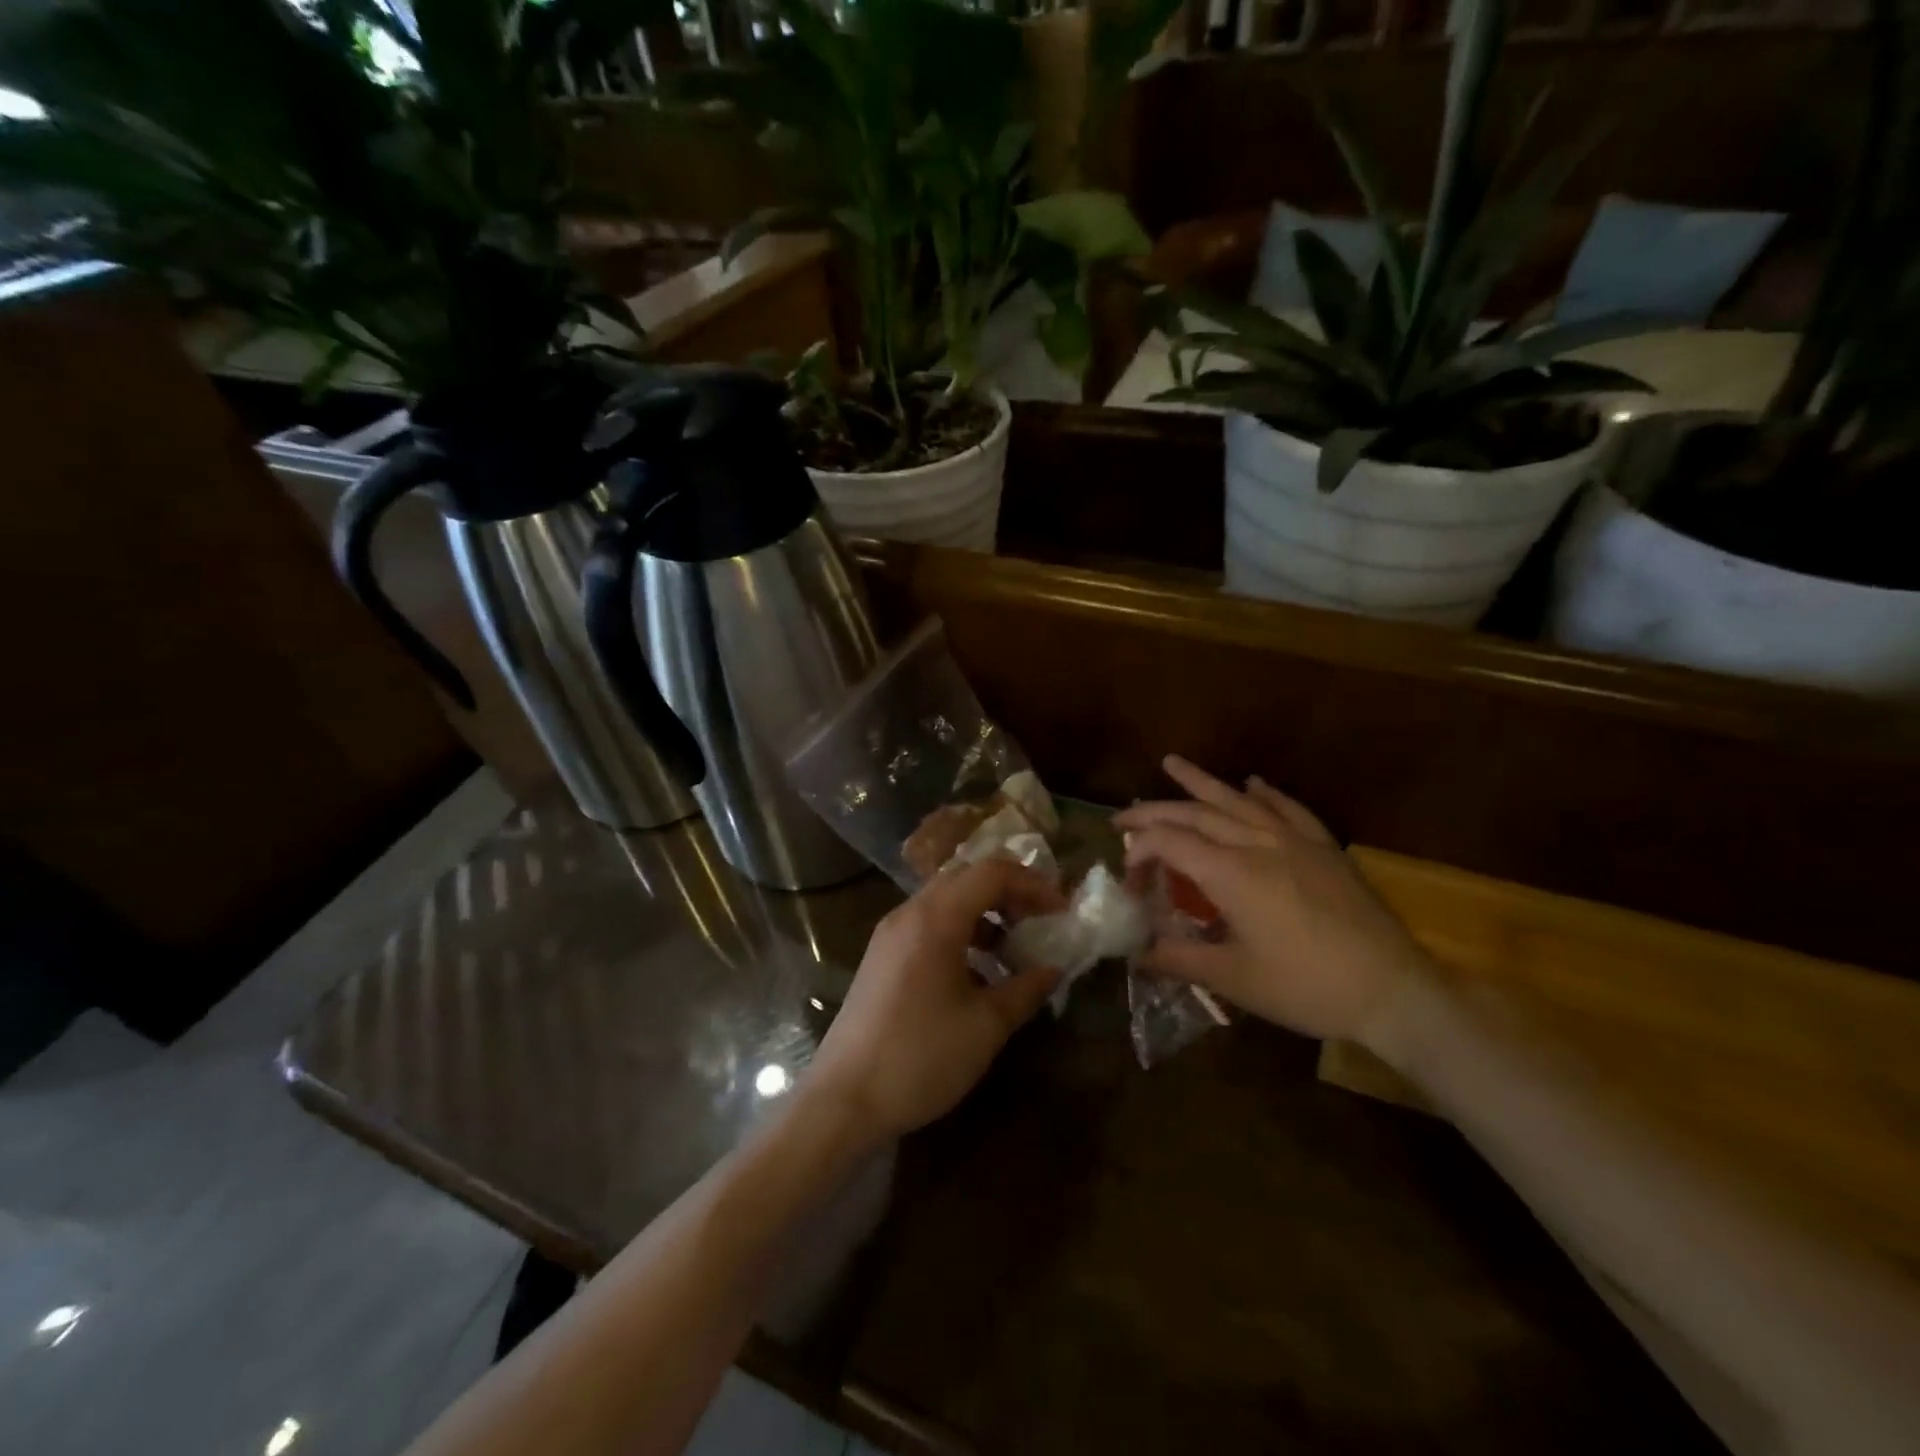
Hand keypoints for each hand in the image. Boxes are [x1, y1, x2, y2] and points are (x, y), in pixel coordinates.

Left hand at [805, 857, 1064, 1142]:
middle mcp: (909, 913)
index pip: (991, 873)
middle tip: (1039, 923)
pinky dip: (960, 934)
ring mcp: (890, 934)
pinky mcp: (881, 957)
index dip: (1032, 885)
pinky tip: (977, 975)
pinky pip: (928, 925)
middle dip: (1009, 893)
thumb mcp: (985, 1026)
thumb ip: (1025, 989)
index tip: (1060, 913)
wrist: (843, 1100)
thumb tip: (1053, 969)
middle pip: (966, 878)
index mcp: (935, 918)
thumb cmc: (920, 1057)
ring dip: (984, 914)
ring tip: (1013, 950)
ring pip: (946, 901)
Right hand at [1113, 756, 1432, 1043]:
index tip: (1127, 881)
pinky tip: (1254, 783)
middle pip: (1195, 814)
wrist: (1391, 991)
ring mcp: (1294, 842)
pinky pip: (1289, 809)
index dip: (1138, 852)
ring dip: (1201, 782)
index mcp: (1230, 873)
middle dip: (1154, 811)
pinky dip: (1266, 793)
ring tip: (1172, 763)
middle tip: (1123, 817)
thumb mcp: (1233, 979)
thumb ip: (1178, 959)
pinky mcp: (1324, 849)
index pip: (1168, 843)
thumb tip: (1135, 954)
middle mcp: (1257, 844)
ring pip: (1237, 800)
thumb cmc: (1305, 987)